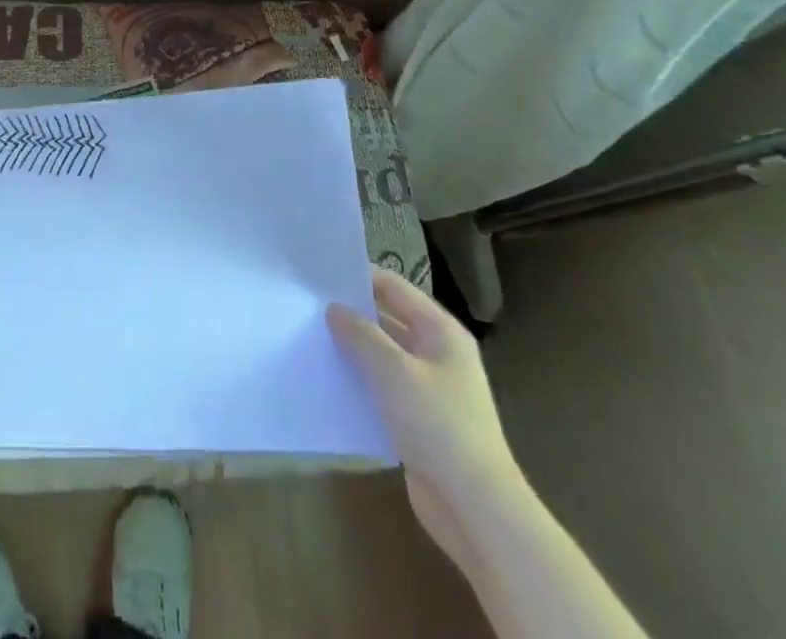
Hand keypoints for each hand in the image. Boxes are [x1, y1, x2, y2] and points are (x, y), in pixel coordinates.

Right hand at [328, 269, 524, 562]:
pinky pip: (384, 389)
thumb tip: (335, 309)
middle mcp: (438, 352)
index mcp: (440, 330)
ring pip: (384, 356)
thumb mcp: (394, 371)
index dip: (359, 278)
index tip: (320, 278)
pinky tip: (332, 383)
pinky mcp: (419, 420)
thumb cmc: (438, 425)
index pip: (394, 287)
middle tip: (309, 309)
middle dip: (352, 315)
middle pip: (389, 319)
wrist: (475, 508)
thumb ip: (361, 334)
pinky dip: (361, 383)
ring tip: (313, 341)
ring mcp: (430, 388)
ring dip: (354, 351)